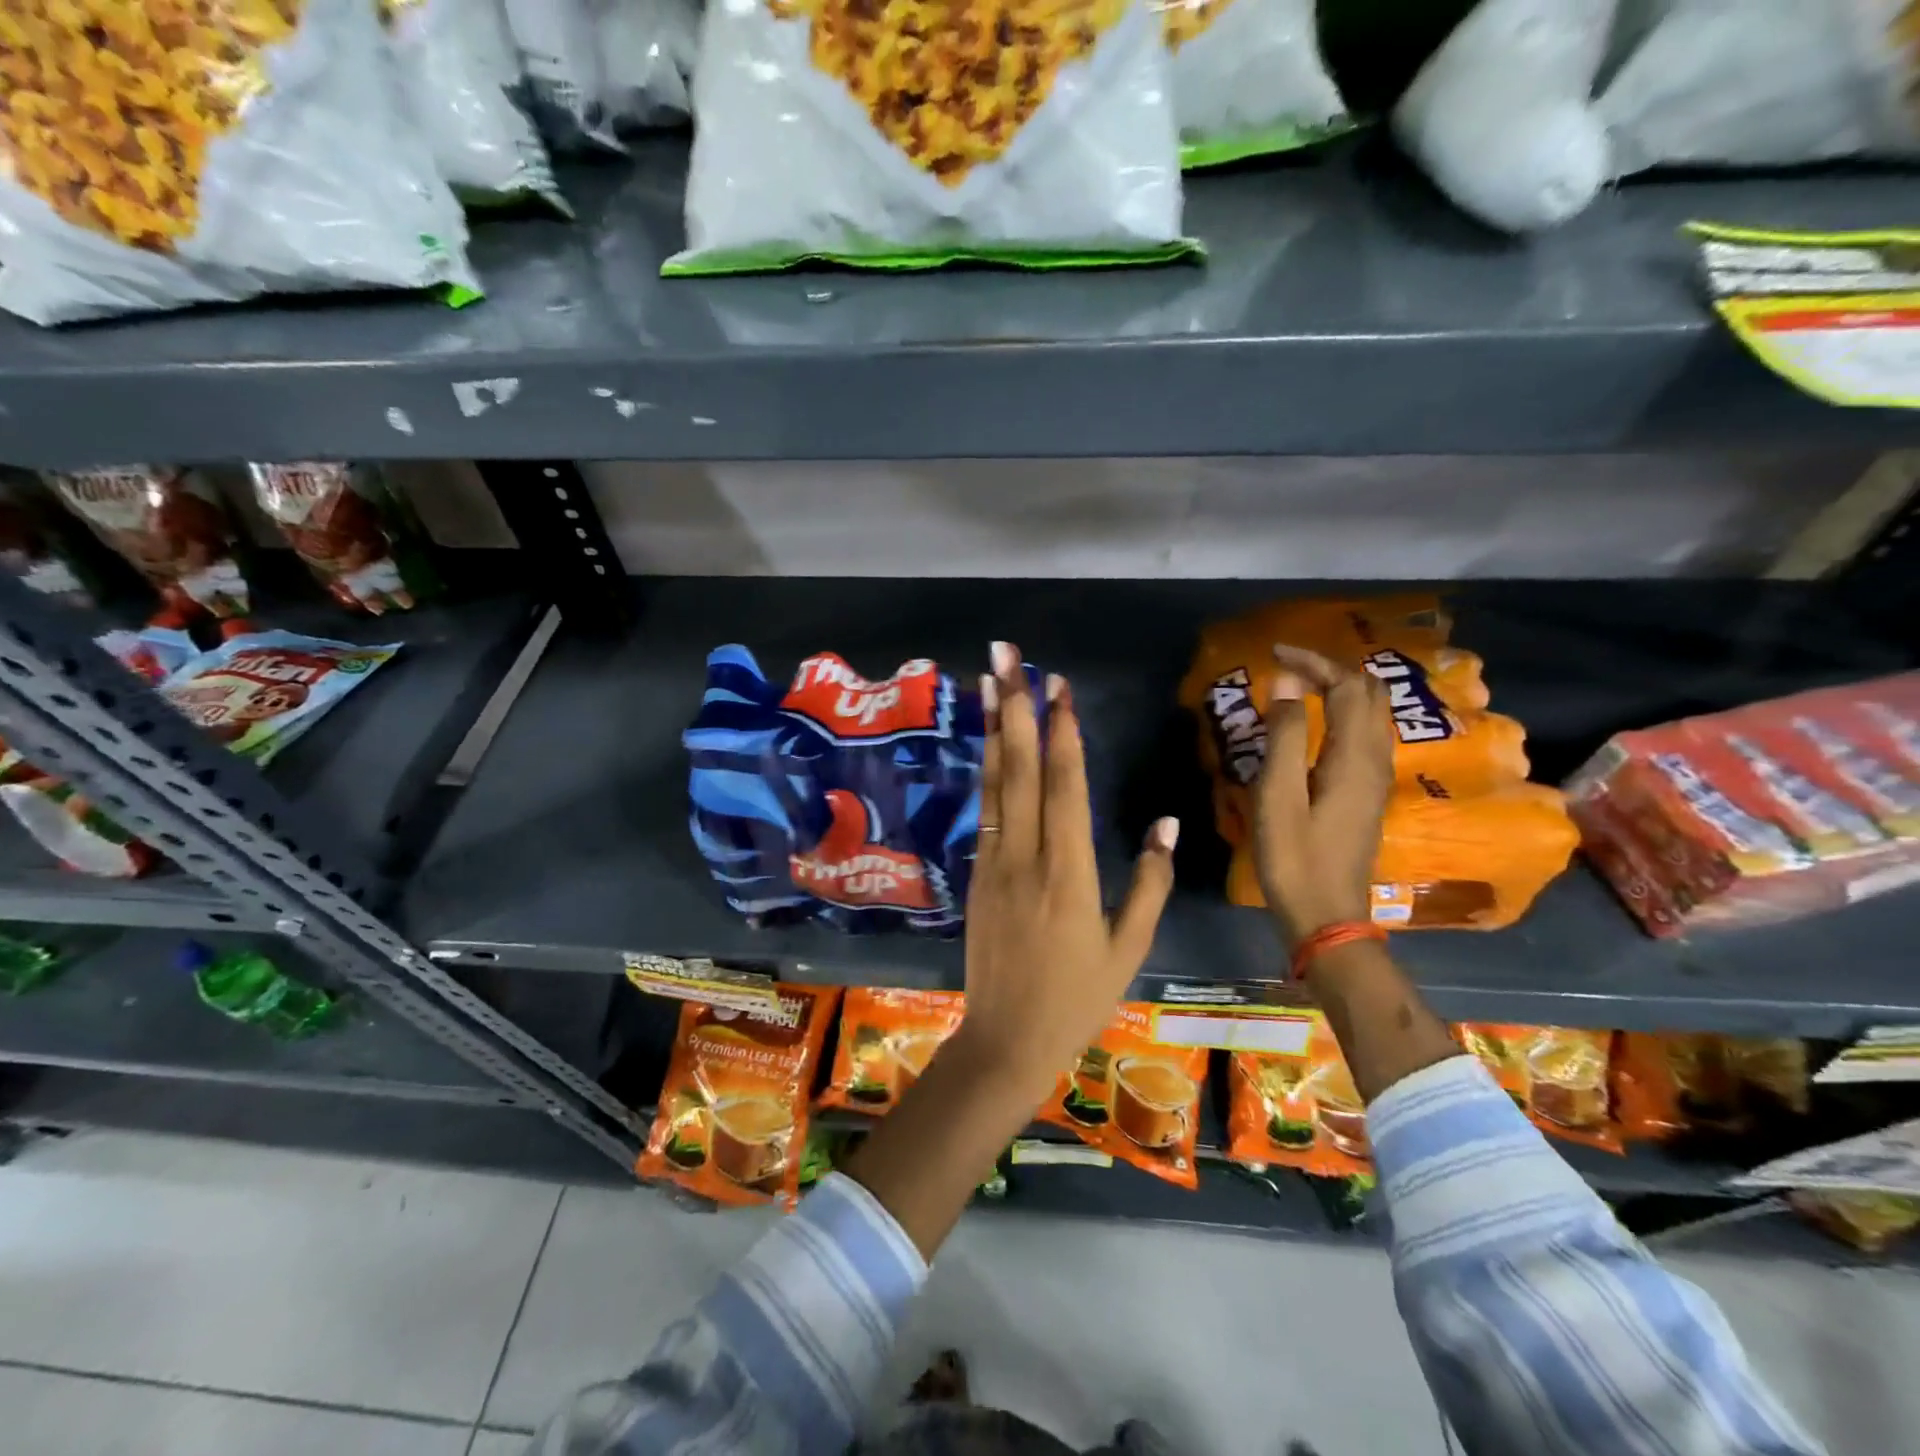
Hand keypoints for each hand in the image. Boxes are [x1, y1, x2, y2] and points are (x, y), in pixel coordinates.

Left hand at [953, 641, 1178, 1095]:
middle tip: (1005, 656)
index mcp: (1071, 874)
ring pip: (994, 783)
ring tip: (987, 681)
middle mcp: (1027, 856)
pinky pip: (985, 811)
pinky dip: (986, 770)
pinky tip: (987, 742)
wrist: (1006, 1040)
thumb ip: (1151, 882)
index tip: (1058, 685)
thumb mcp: (1129, 948)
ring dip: (992, 728)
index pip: (1065, 786)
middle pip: (1020, 769)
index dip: (1061, 731)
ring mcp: (994, 862)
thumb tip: (1164, 822)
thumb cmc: (1077, 998)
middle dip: (1014, 707)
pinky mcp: (976, 874)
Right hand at [1254, 644, 1394, 950]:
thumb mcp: (1277, 796)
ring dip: (1342, 690)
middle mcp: (1374, 761)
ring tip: (1302, 687)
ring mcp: (1375, 779)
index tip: (1275, 653)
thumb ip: (1282, 737)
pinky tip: (1318, 724)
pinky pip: (1365, 736)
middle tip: (1289, 667)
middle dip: (1333, 670)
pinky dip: (1344, 714)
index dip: (1314, 662)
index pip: (1346, 687)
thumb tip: (1284, 684)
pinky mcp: (1367, 795)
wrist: (1327, 916)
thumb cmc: (1294, 857)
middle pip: (1369, 695)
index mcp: (1353, 757)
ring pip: (1372, 715)